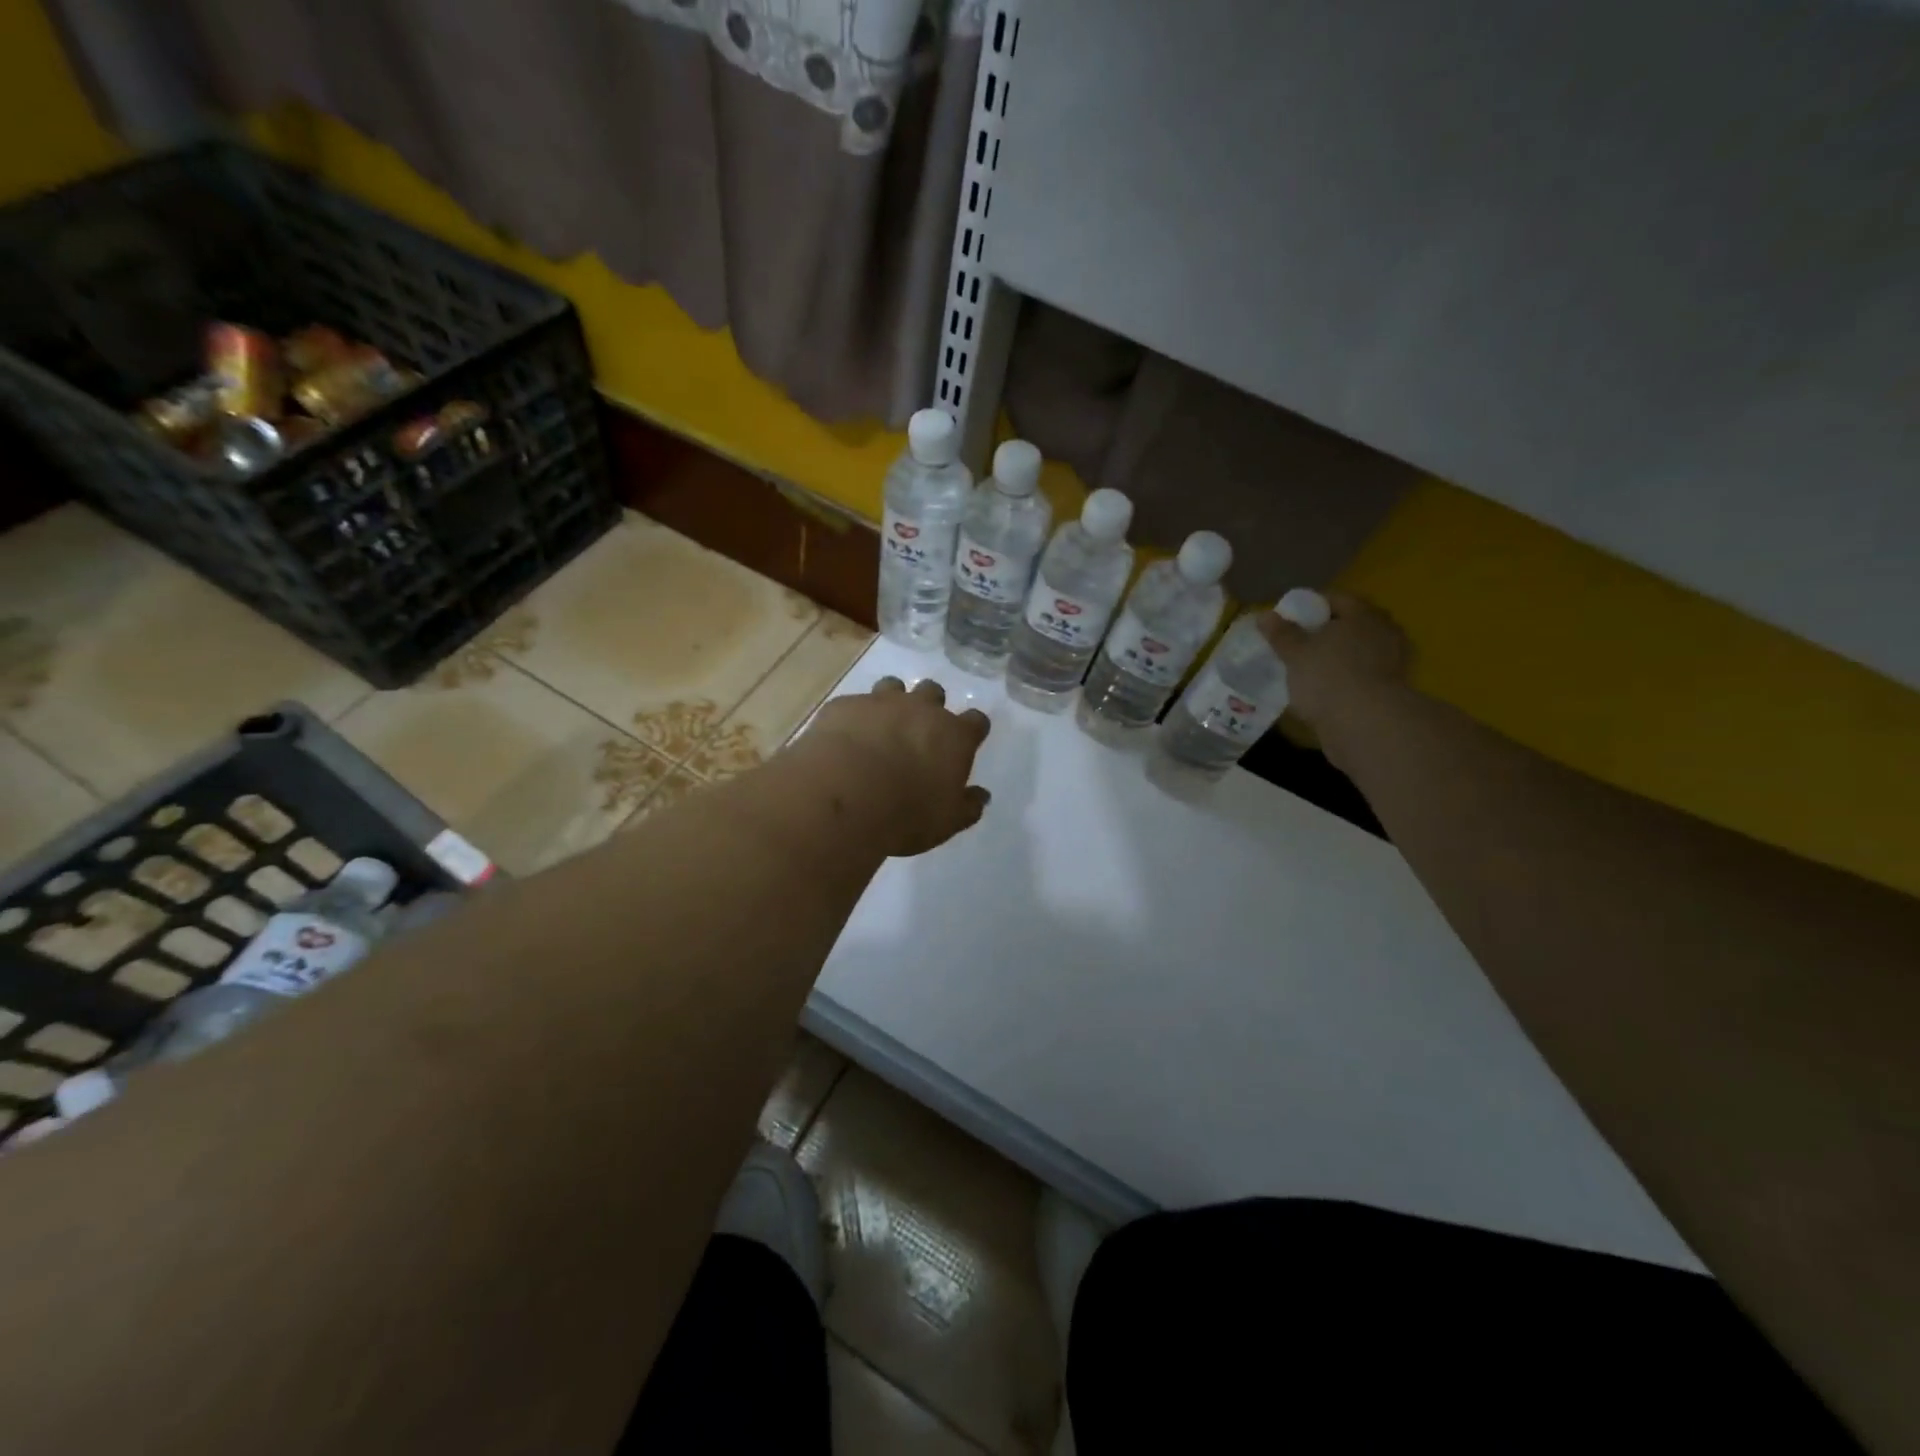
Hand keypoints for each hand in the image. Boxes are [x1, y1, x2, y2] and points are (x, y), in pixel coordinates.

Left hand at [802, 677, 992, 855]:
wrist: (844, 795)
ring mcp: (880, 702)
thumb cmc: (906, 814)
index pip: (976, 721)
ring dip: (892, 702)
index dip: (971, 730)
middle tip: (919, 732)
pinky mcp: (845, 705)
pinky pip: (854, 704)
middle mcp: (921, 709)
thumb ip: (967, 806)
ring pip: (893, 686)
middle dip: (929, 707)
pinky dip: (854, 718)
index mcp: (954, 736)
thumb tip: (981, 796)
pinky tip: (845, 739)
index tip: (966, 742)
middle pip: (934, 692)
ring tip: (881, 727)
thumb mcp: (946, 822)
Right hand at [1255, 591, 1410, 737]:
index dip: (1311, 605)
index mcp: (1363, 615)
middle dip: (1328, 630)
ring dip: (1339, 655)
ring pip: (1359, 650)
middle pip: (1351, 624)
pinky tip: (1328, 688)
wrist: (1366, 724)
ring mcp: (1393, 661)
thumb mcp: (1295, 653)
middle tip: (1300, 641)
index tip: (1290, 617)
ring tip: (1312, 667)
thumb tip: (1265, 615)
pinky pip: (1364, 674)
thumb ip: (1281, 633)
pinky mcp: (1393, 689)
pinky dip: (1347, 677)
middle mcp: (1384, 632)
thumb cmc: (1328, 677)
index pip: (1337, 599)